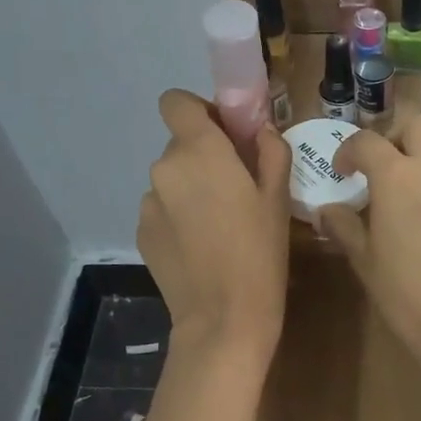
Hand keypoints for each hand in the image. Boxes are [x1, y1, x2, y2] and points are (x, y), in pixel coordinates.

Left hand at [138, 90, 291, 362]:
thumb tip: (261, 131)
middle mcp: (164, 167)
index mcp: (199, 150)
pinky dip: (179, 215)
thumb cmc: (260, 252)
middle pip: (180, 142)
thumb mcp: (278, 198)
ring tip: (218, 223)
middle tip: (235, 186)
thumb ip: (270, 151)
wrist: (223, 318)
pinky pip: (163, 208)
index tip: (226, 134)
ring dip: (191, 187)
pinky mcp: (142, 231)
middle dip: (204, 154)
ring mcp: (148, 202)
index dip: (199, 110)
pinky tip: (200, 246)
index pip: (176, 101)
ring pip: (171, 178)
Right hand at [317, 117, 420, 385]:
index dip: (348, 151)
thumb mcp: (364, 259)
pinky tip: (416, 219)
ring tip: (392, 197)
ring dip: (413, 159)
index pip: (368, 141)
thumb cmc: (404, 291)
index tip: (340, 172)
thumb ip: (344, 226)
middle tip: (374, 169)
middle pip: (415, 126)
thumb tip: (327, 209)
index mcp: (398, 176)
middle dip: (392, 138)